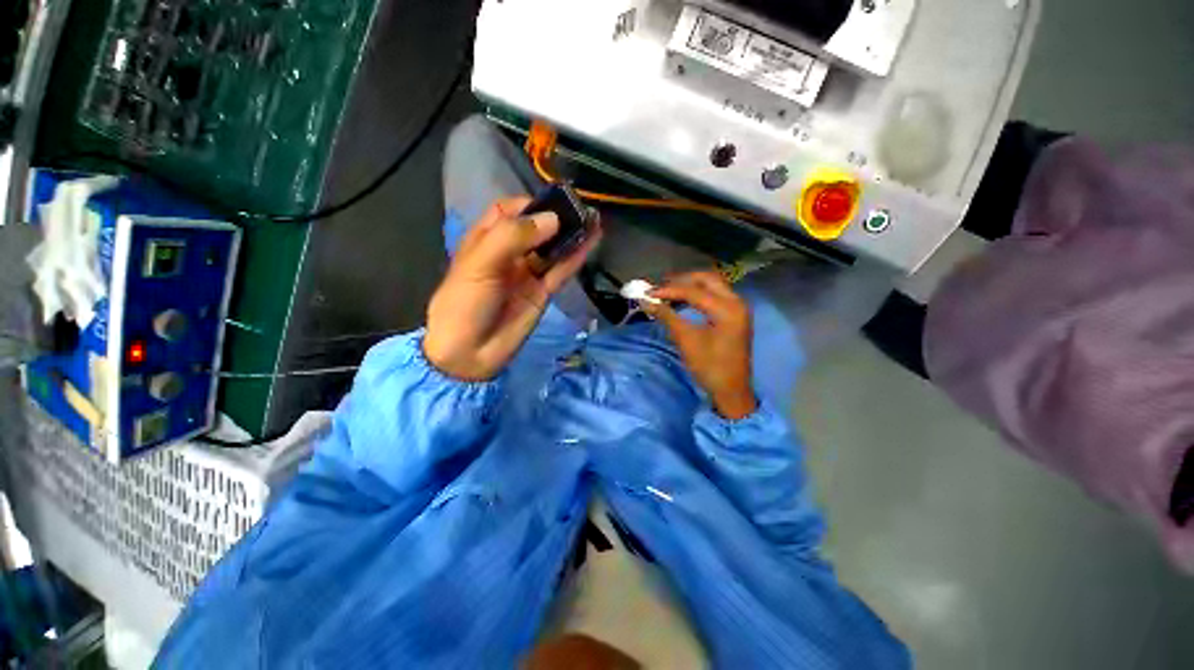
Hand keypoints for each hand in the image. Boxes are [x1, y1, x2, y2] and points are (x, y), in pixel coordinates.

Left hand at [423, 197, 600, 380]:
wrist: (469, 353)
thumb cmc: (465, 303)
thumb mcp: (481, 263)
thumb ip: (514, 237)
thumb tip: (553, 220)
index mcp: (485, 240)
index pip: (508, 212)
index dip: (528, 204)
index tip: (551, 202)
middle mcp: (508, 254)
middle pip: (535, 229)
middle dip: (556, 218)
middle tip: (580, 209)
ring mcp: (528, 274)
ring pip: (553, 250)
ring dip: (571, 236)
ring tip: (593, 221)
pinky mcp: (542, 293)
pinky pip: (561, 272)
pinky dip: (576, 258)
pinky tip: (591, 242)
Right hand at [644, 271, 757, 419]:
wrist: (731, 390)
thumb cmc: (709, 367)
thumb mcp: (686, 341)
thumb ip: (667, 317)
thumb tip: (646, 301)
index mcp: (728, 309)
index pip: (694, 291)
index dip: (669, 290)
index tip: (648, 292)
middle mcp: (736, 302)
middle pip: (707, 279)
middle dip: (682, 280)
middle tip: (660, 285)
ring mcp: (738, 308)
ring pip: (712, 285)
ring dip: (690, 285)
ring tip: (668, 290)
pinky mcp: (734, 315)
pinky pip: (716, 295)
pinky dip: (698, 294)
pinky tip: (683, 299)